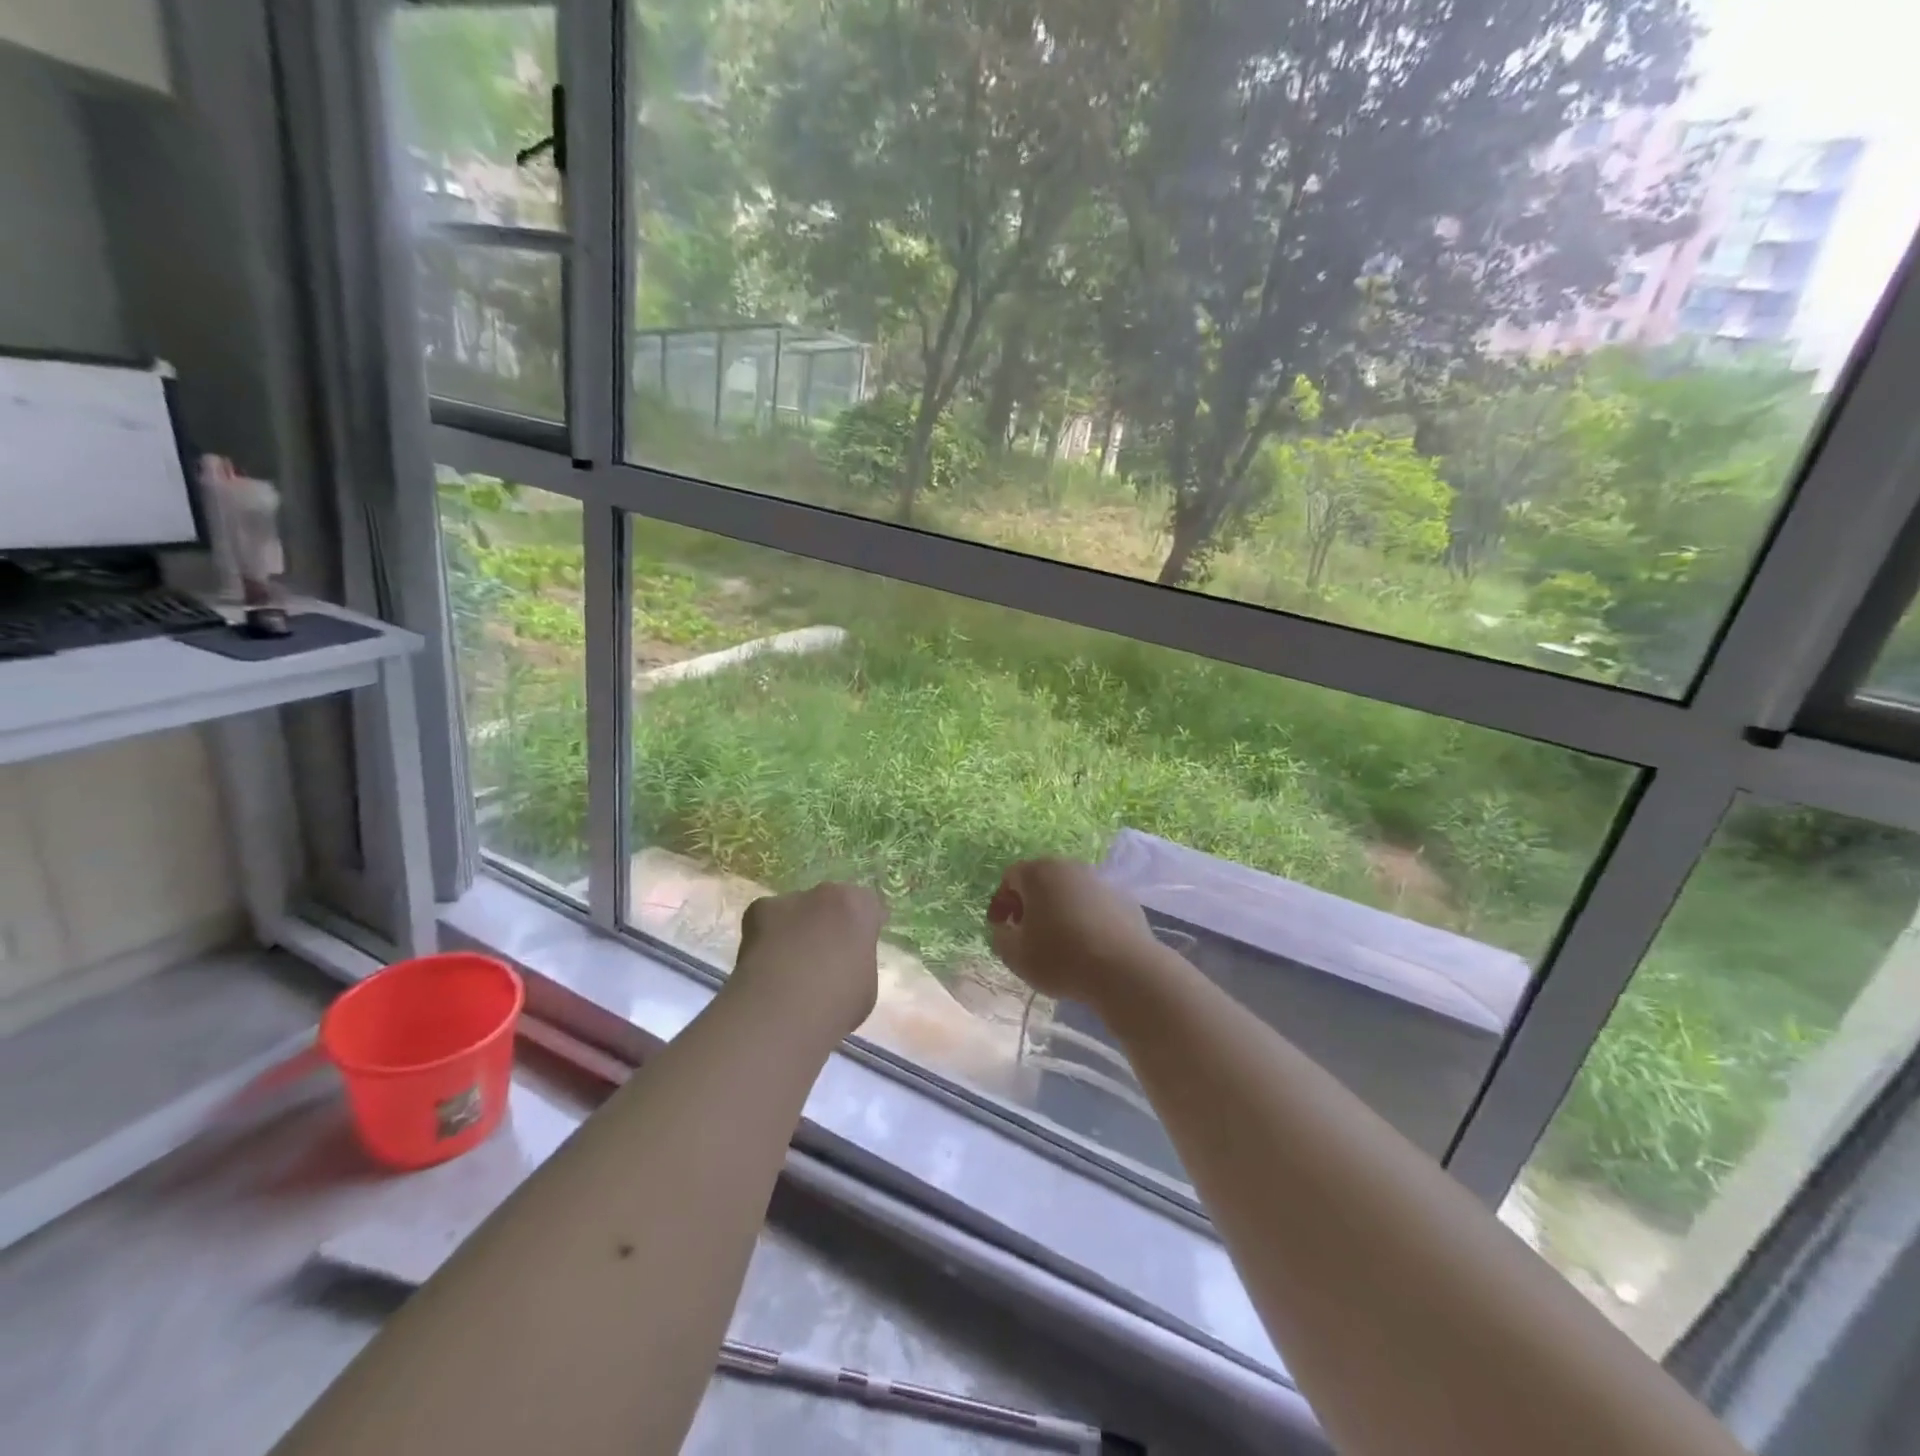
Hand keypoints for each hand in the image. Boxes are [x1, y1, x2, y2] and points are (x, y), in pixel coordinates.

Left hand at [732, 882, 887, 1038]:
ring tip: (787, 969)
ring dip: (795, 931)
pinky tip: (764, 968)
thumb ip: (857, 961)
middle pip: (830, 904)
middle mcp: (825, 894)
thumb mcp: (866, 985)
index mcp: (859, 907)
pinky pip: (766, 922)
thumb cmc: (836, 1004)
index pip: (867, 907)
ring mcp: (789, 900)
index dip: (861, 929)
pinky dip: (765, 939)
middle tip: (821, 959)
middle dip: (827, 924)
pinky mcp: (756, 911)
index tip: (855, 951)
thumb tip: (843, 964)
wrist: (782, 1012)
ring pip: (796, 912)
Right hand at [986, 858, 1163, 1004]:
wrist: (1124, 969)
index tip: (1000, 928)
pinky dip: (1084, 917)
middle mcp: (1069, 867)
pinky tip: (1086, 944)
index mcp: (1039, 873)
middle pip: (1041, 880)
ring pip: (1069, 890)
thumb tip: (1005, 928)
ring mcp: (1099, 880)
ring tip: (1057, 940)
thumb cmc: (1060, 958)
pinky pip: (1093, 904)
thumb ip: (1000, 936)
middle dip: (1029, 903)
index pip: (1010, 878)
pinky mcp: (1123, 898)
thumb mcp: (1015, 955)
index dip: (1001, 902)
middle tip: (1025, 932)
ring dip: (1058, 909)